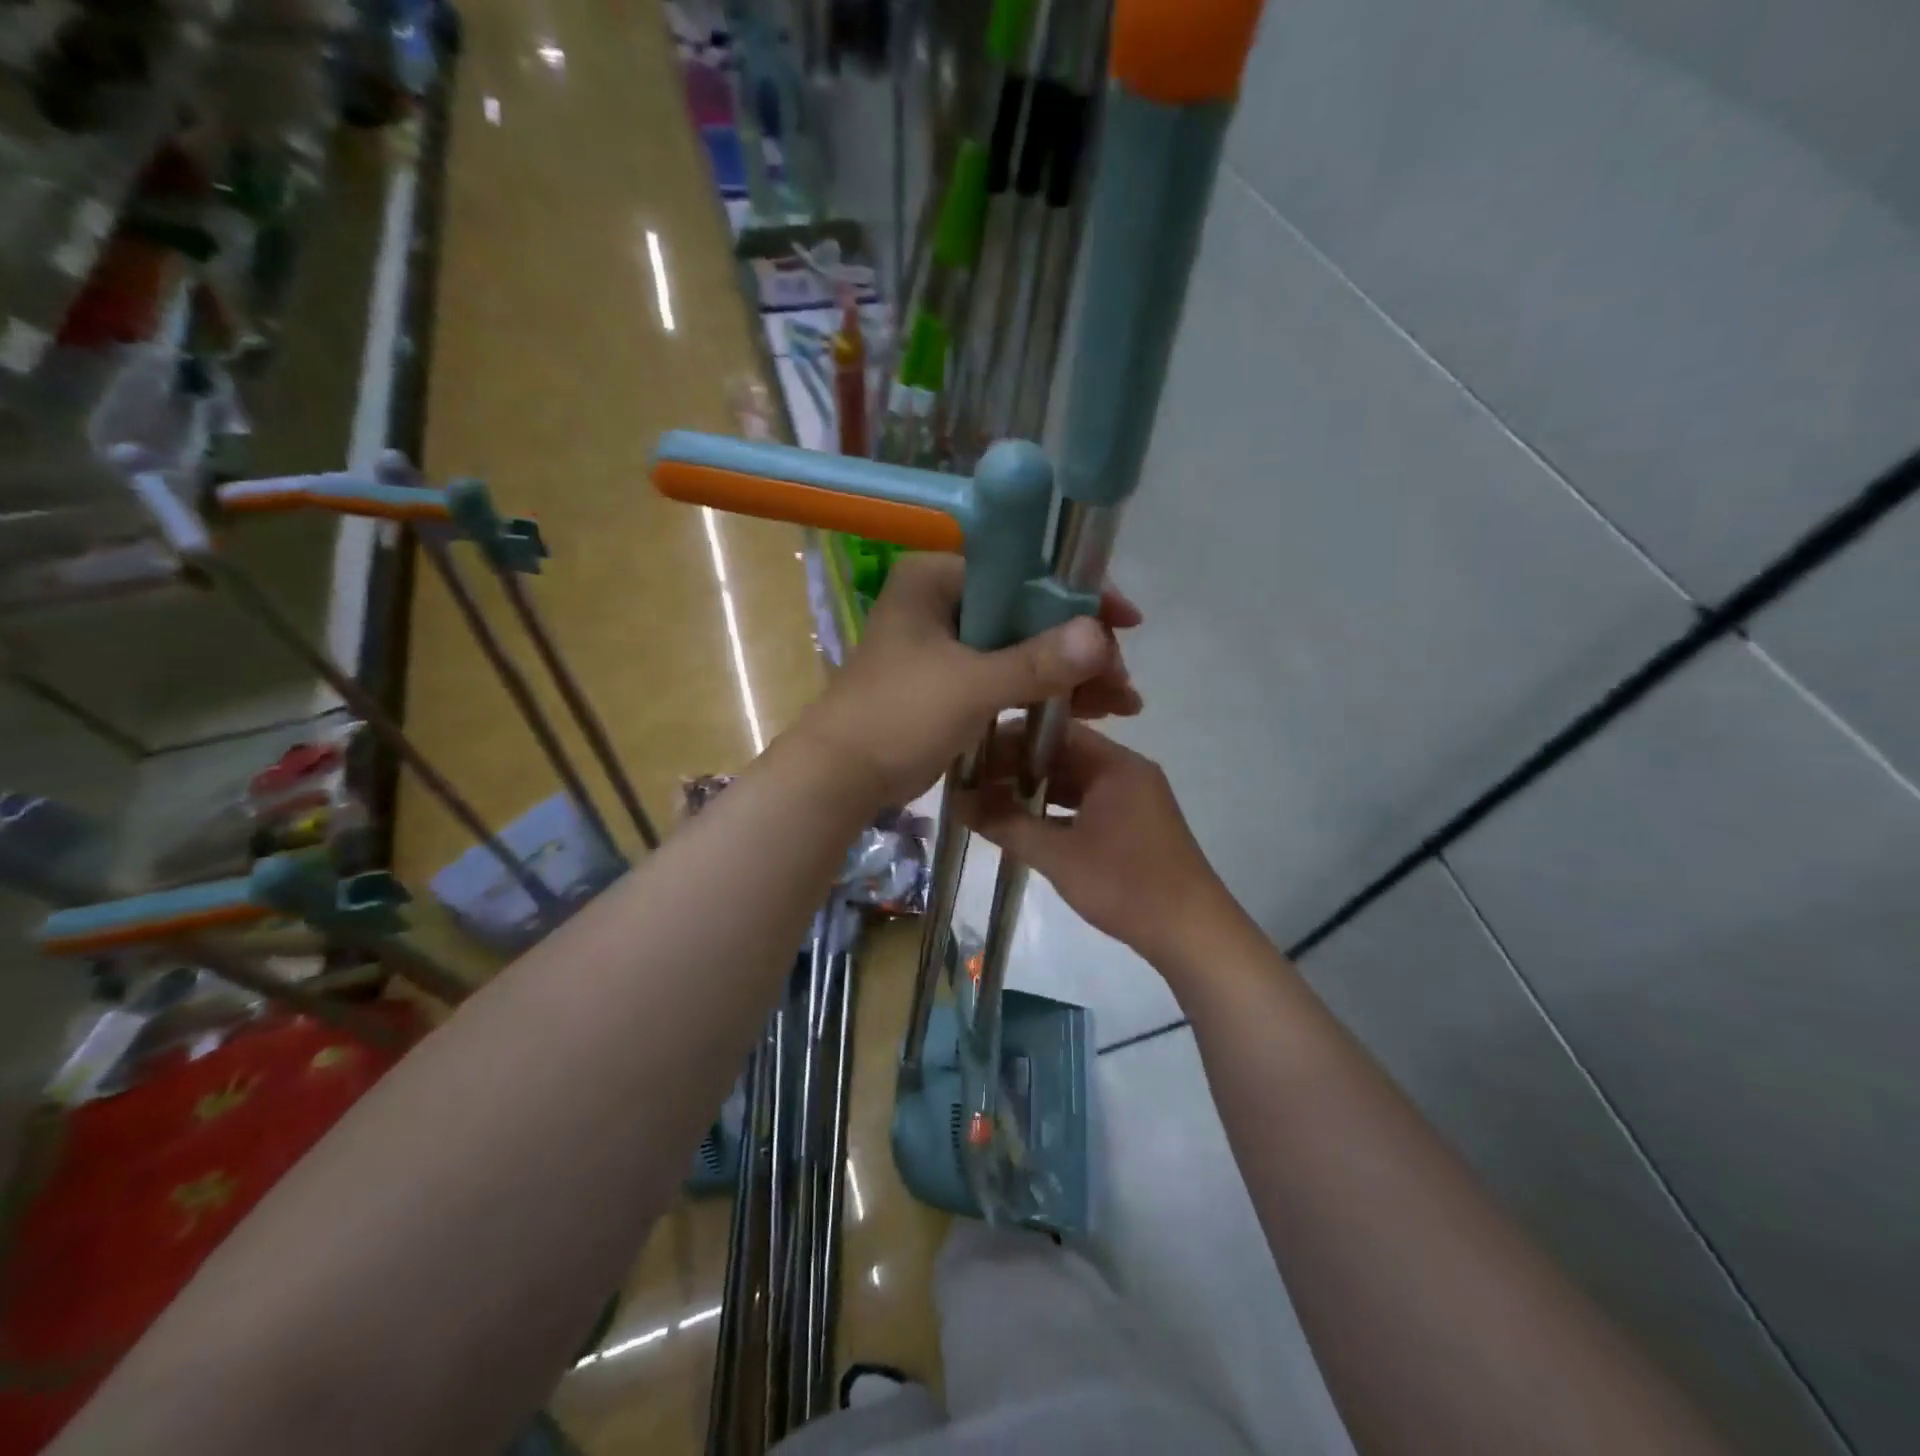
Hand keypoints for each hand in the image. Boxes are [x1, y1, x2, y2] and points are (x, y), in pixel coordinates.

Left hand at [789, 554, 1142, 808]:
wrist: (839, 778)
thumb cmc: (896, 718)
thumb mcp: (970, 687)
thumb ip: (1036, 661)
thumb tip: (1101, 636)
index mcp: (936, 578)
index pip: (1022, 568)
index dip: (1077, 594)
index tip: (1125, 622)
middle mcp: (942, 600)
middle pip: (1027, 610)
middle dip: (1079, 645)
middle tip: (1122, 679)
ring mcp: (945, 642)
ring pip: (1021, 645)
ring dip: (1068, 672)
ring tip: (1121, 702)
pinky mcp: (949, 680)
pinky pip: (1006, 674)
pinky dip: (1040, 690)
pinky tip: (1085, 710)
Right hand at [960, 723, 1234, 967]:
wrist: (1192, 933)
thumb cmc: (1125, 885)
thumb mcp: (1058, 855)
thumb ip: (1006, 825)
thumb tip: (957, 802)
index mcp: (1116, 764)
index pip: (1055, 731)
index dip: (1010, 739)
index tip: (972, 752)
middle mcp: (1127, 771)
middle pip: (1064, 755)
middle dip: (1018, 767)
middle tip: (973, 780)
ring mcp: (1133, 799)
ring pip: (1074, 782)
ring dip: (1035, 790)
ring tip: (988, 800)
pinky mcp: (1134, 824)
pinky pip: (1087, 804)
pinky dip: (1056, 810)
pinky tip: (1023, 824)